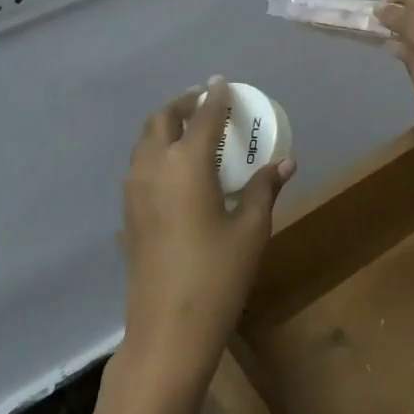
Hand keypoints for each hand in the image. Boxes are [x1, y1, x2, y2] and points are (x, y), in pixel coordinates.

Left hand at [121, 79, 294, 386]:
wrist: (167, 330)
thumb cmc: (217, 275)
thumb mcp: (251, 230)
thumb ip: (264, 189)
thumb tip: (286, 162)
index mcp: (186, 165)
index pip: (202, 118)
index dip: (216, 98)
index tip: (224, 83)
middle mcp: (153, 168)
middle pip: (161, 120)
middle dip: (183, 104)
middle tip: (205, 102)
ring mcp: (134, 192)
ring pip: (144, 142)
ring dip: (165, 126)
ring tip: (190, 129)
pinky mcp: (127, 215)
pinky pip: (139, 166)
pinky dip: (156, 152)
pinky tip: (176, 170)